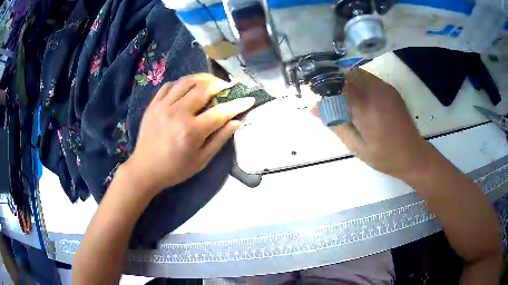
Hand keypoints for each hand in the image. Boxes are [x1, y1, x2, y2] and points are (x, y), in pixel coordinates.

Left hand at [123, 73, 253, 194]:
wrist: (145, 169)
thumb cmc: (175, 169)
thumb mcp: (201, 161)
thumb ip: (219, 140)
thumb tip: (237, 122)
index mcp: (191, 131)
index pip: (220, 112)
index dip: (237, 104)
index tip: (248, 98)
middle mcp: (177, 114)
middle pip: (203, 89)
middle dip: (220, 84)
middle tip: (227, 86)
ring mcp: (163, 106)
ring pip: (186, 82)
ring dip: (202, 78)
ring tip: (210, 82)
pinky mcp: (153, 105)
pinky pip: (169, 85)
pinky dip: (182, 83)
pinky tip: (188, 87)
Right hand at [332, 68, 434, 180]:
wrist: (413, 155)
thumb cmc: (384, 157)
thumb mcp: (356, 147)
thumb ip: (336, 124)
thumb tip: (314, 108)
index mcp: (366, 107)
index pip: (338, 83)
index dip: (326, 87)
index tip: (321, 98)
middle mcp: (376, 91)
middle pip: (348, 74)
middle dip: (337, 84)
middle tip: (335, 103)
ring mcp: (386, 88)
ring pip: (359, 74)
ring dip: (349, 84)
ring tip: (350, 104)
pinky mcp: (391, 90)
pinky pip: (370, 79)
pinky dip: (360, 85)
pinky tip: (363, 104)